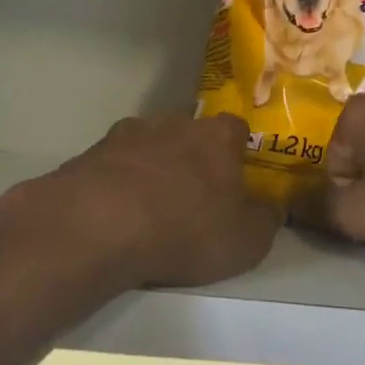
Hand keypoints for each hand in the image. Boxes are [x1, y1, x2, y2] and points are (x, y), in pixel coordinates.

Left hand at [4, 115, 281, 291]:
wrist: (99, 225)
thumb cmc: (185, 229)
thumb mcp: (245, 242)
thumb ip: (266, 221)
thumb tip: (272, 208)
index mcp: (217, 136)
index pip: (237, 129)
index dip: (238, 153)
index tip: (236, 179)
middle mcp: (174, 122)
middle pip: (191, 134)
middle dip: (193, 158)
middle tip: (192, 197)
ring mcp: (129, 133)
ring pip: (150, 145)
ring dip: (153, 168)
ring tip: (148, 208)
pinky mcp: (92, 151)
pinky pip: (114, 164)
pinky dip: (118, 182)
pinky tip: (115, 212)